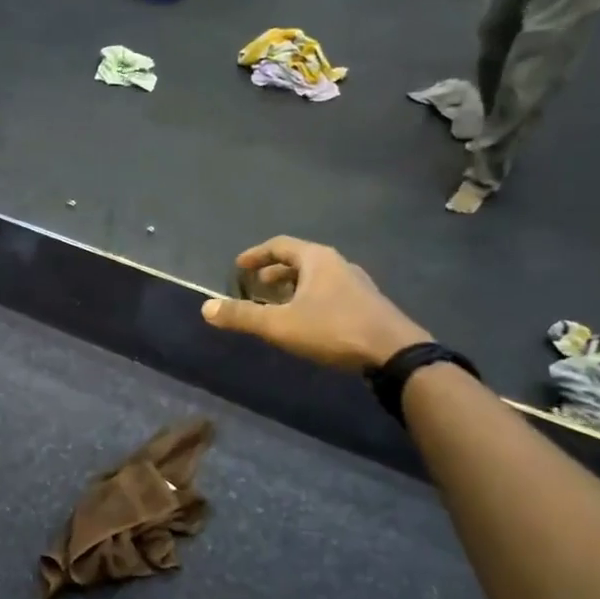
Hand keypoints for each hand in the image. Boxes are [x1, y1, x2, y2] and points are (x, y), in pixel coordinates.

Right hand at [200, 236, 430, 373]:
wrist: (394, 353)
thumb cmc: (333, 330)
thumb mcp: (280, 324)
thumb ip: (243, 316)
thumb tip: (205, 308)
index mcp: (317, 259)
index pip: (279, 245)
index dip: (256, 254)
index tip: (238, 266)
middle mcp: (338, 264)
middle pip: (300, 260)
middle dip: (275, 272)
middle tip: (256, 286)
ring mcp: (357, 284)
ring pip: (317, 277)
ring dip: (293, 287)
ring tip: (277, 305)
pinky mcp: (368, 305)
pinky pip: (331, 292)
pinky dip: (311, 299)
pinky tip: (307, 321)